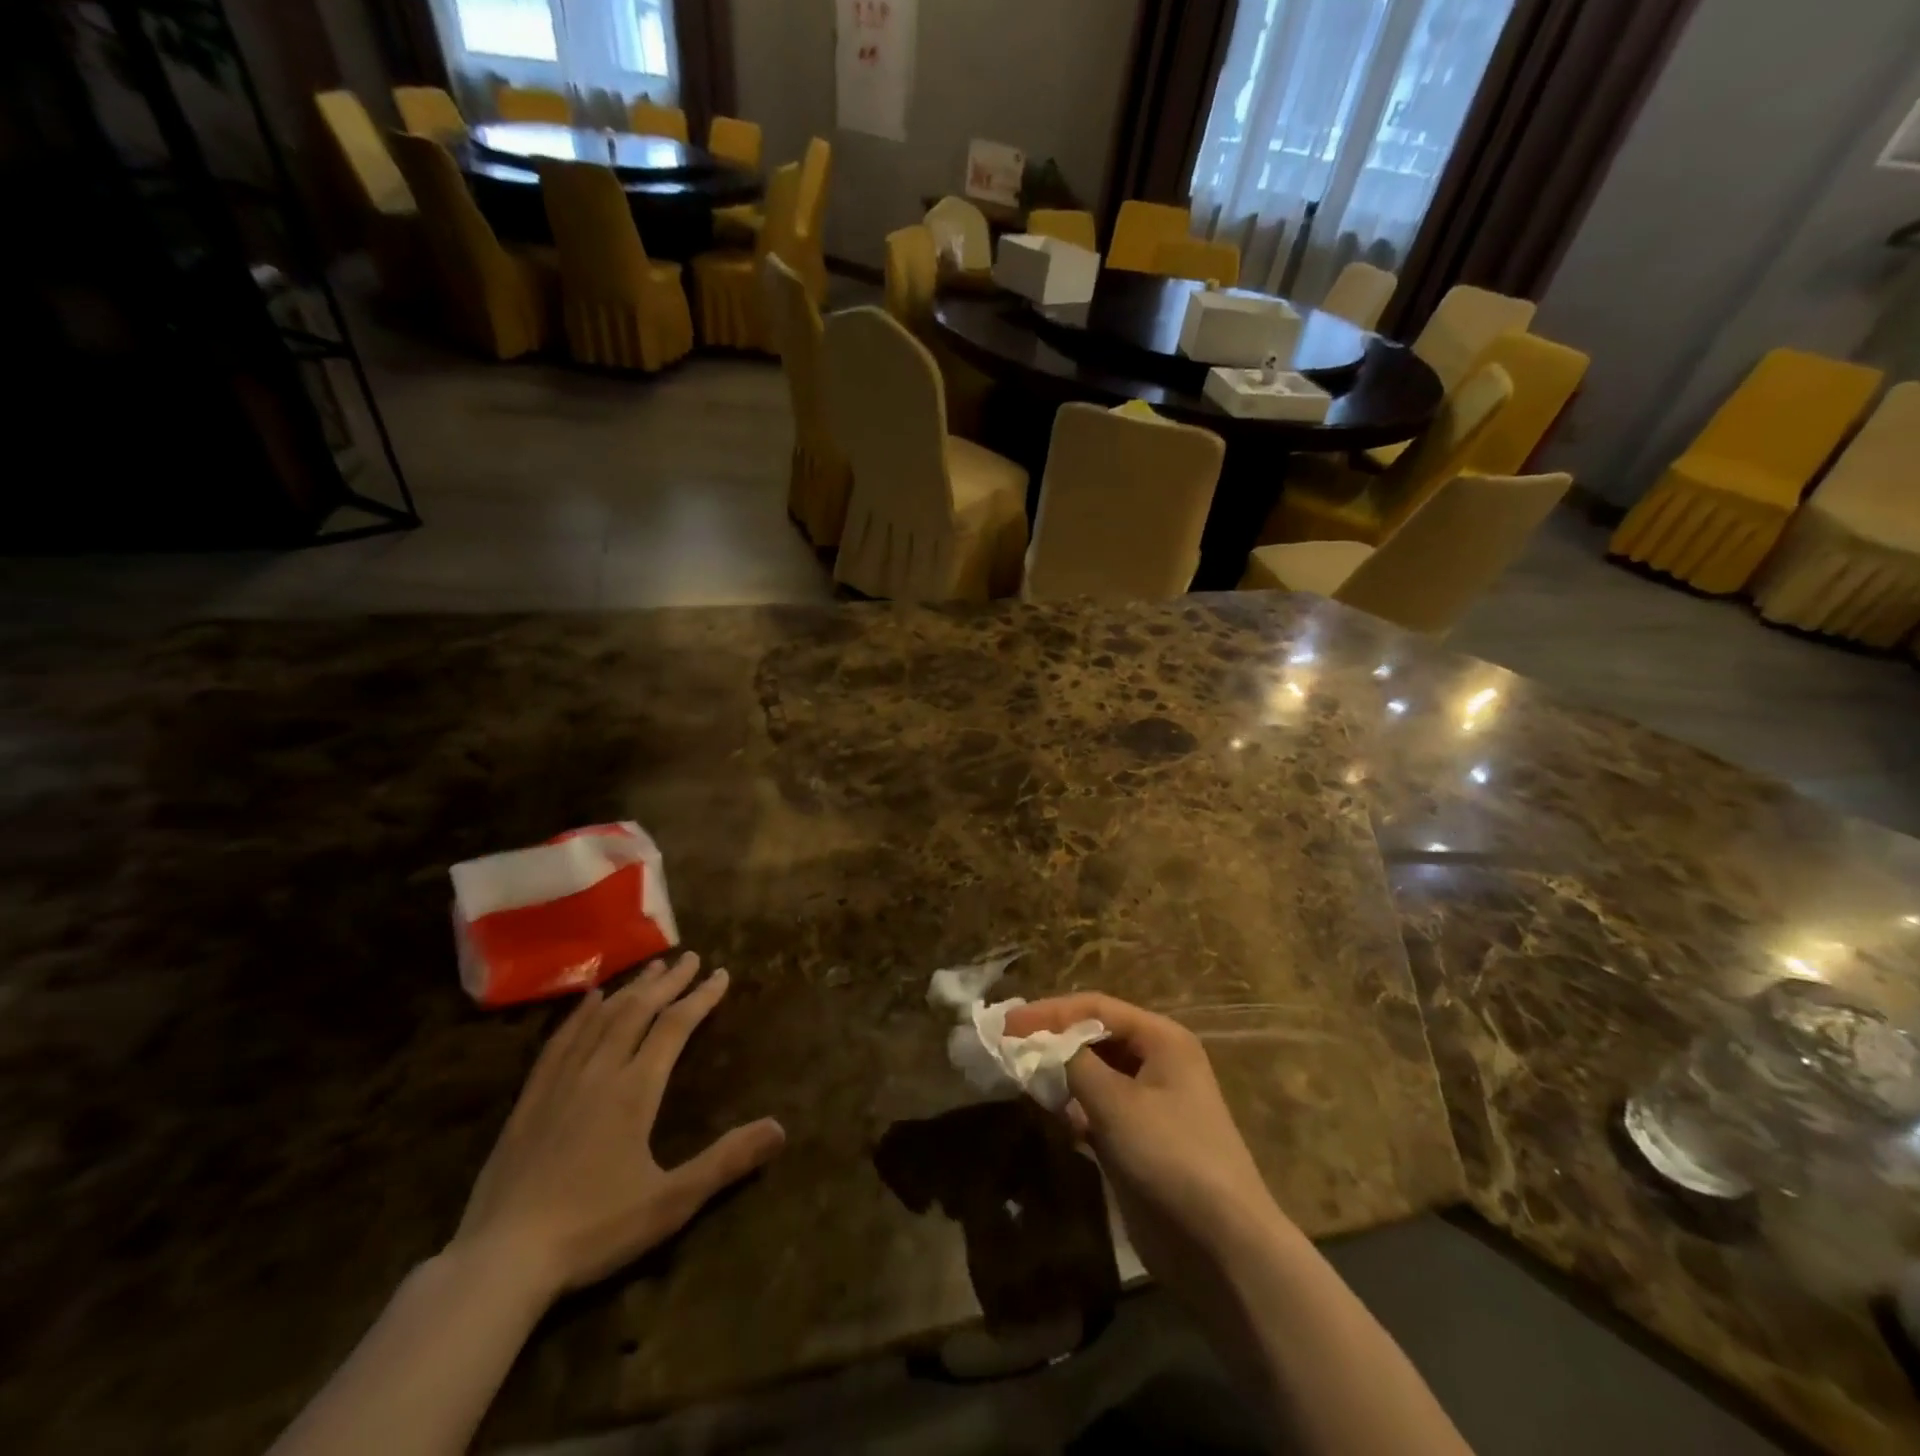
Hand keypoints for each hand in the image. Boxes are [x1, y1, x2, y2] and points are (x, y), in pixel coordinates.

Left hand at [449, 953, 785, 1302]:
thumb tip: (780, 1129)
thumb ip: (725, 1161)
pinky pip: (559, 1041)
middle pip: (638, 1012)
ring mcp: (560, 1083)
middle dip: (668, 982)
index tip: (721, 973)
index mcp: (635, 1090)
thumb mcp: (670, 1202)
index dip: (701, 997)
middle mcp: (600, 1072)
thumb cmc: (593, 1230)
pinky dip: (580, 1013)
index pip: (675, 1027)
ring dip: (630, 989)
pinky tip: (589, 999)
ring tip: (651, 967)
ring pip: (601, 1019)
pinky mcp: (530, 1100)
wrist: (500, 1261)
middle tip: (690, 957)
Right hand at [1002, 994, 1293, 1286]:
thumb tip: (1038, 1042)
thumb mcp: (1116, 1102)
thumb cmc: (1171, 1156)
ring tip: (1021, 1076)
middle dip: (1053, 1040)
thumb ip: (1072, 1064)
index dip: (1049, 1012)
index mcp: (1162, 1039)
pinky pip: (1098, 1109)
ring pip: (1094, 1074)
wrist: (1222, 1247)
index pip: (1096, 1008)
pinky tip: (1052, 1115)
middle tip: (1008, 1046)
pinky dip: (1074, 1107)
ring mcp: (1150, 1103)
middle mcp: (1157, 1062)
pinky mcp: (1140, 1140)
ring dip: (1060, 1074)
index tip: (1007, 1023)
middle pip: (1095, 1037)